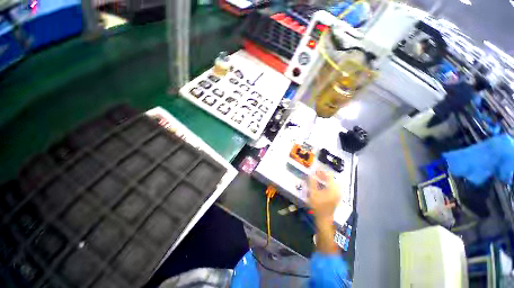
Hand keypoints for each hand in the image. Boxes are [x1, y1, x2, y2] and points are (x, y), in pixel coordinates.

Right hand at [308, 170, 340, 220]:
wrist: (324, 218)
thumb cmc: (317, 206)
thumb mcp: (312, 193)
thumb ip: (312, 182)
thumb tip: (311, 174)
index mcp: (332, 188)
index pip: (329, 175)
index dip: (322, 171)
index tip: (316, 169)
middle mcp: (337, 190)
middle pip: (332, 179)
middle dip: (324, 175)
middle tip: (316, 174)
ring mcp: (338, 194)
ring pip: (333, 183)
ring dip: (326, 179)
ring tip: (318, 178)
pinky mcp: (337, 197)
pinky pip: (333, 187)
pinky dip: (328, 184)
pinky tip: (322, 185)